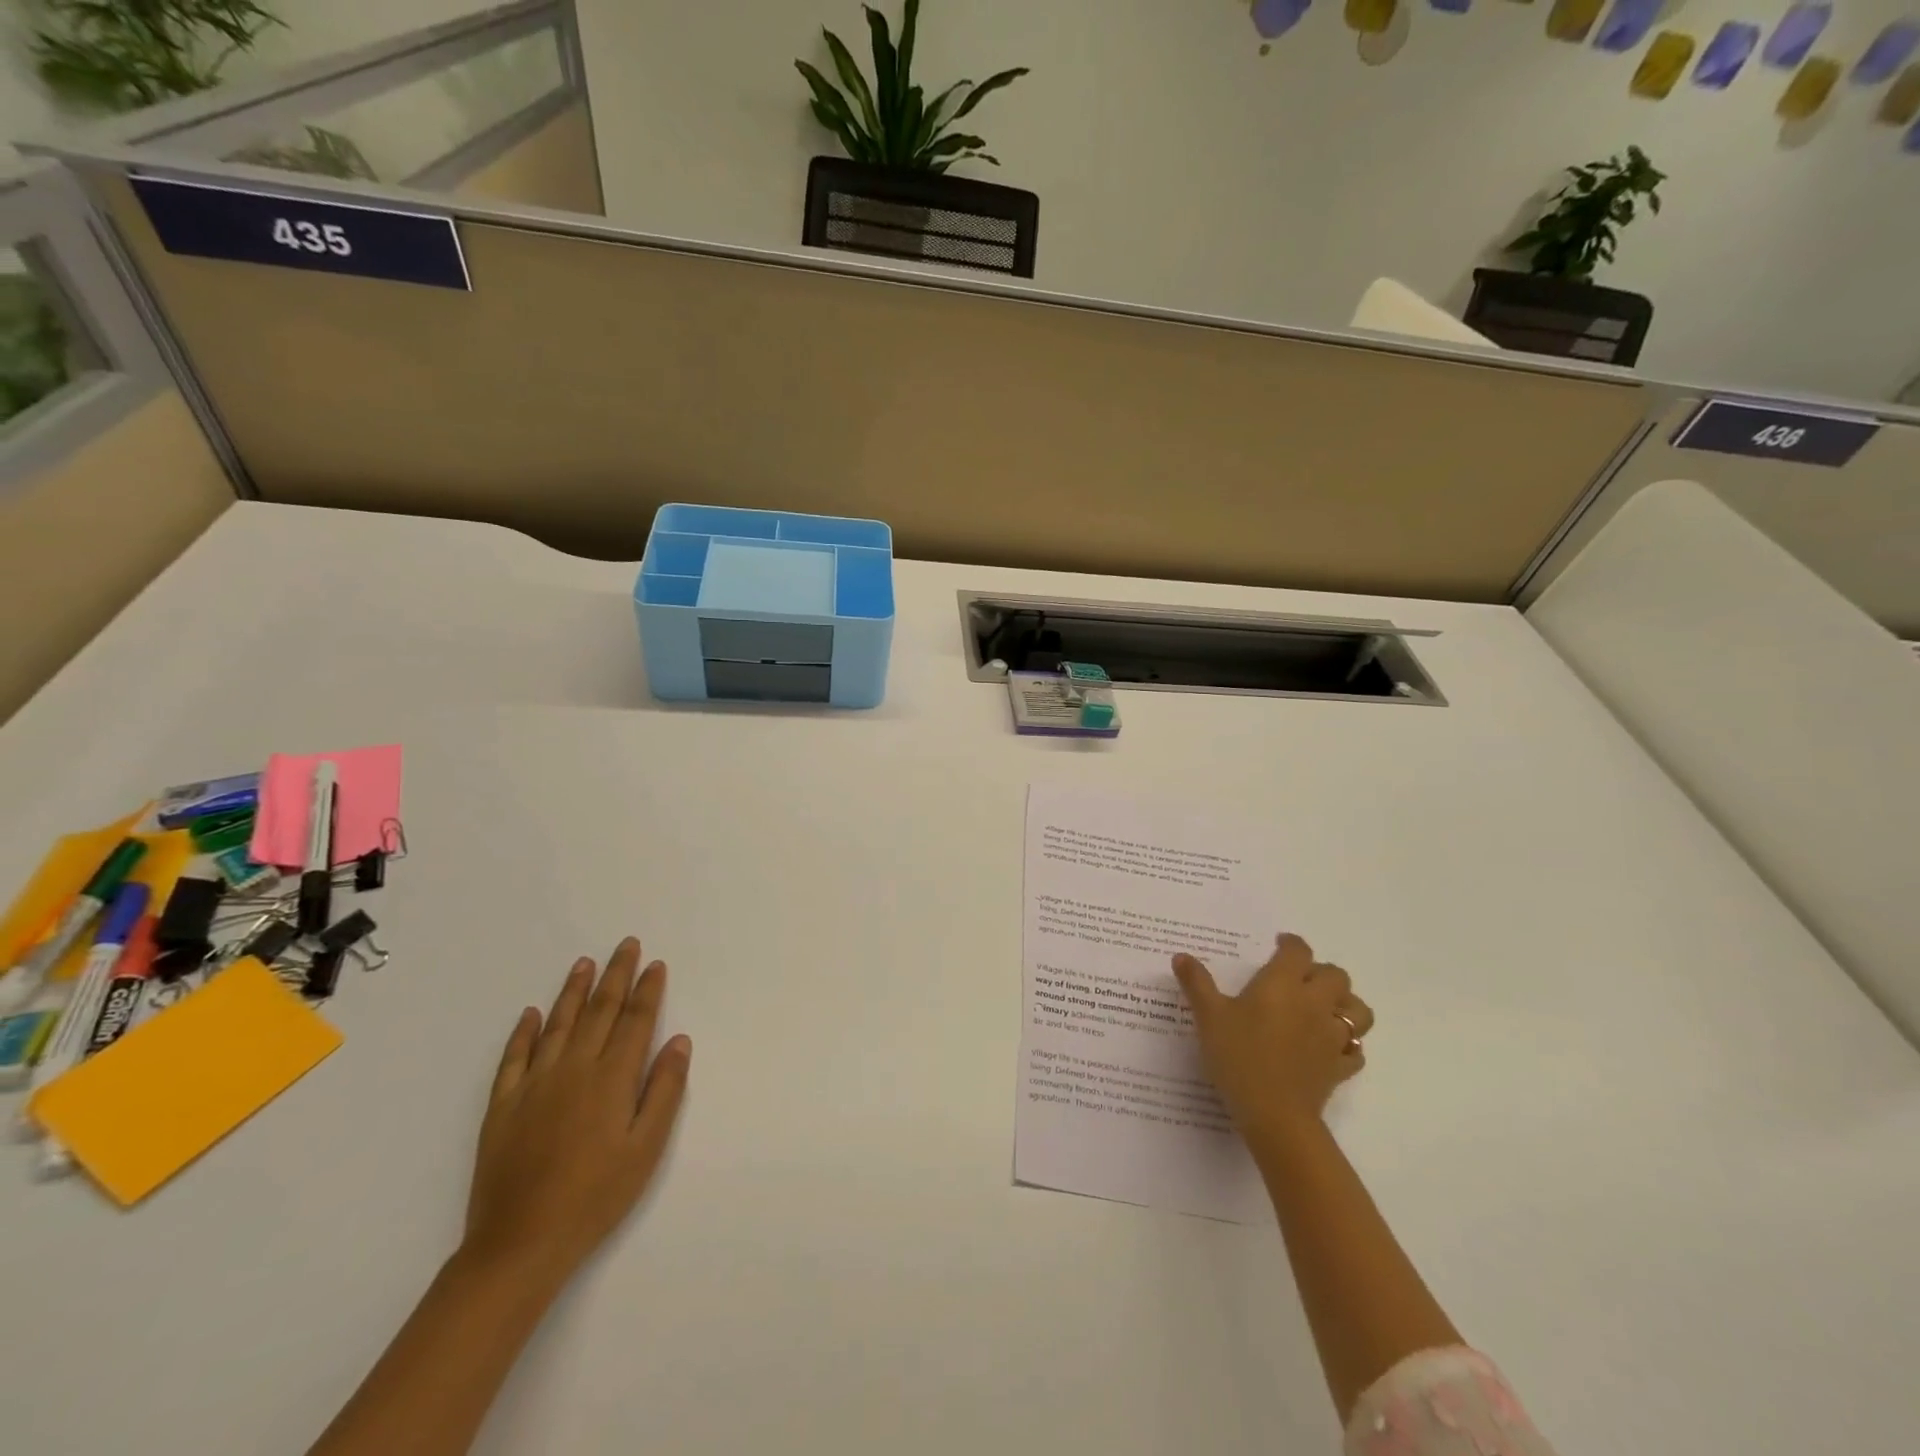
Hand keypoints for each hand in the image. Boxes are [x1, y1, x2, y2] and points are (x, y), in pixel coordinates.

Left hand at [462, 938, 691, 1286]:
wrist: (519, 1244)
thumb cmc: (596, 1197)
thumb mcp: (646, 1149)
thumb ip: (664, 1090)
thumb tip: (679, 1041)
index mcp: (612, 1078)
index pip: (636, 1021)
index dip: (648, 990)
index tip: (655, 964)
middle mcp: (574, 1069)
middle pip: (600, 1011)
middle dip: (616, 975)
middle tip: (626, 944)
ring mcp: (534, 1085)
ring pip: (557, 1024)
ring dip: (573, 991)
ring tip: (585, 963)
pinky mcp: (502, 1106)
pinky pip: (513, 1057)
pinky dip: (523, 1032)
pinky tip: (530, 1013)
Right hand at [1173, 933, 1372, 1138]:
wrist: (1274, 1114)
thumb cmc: (1239, 1056)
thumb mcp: (1208, 1016)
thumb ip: (1197, 983)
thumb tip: (1181, 956)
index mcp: (1283, 984)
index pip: (1298, 951)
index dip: (1291, 944)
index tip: (1279, 945)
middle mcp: (1314, 1003)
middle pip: (1336, 976)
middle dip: (1321, 972)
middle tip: (1299, 979)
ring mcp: (1332, 1037)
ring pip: (1357, 1011)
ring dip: (1345, 1004)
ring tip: (1325, 1009)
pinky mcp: (1340, 1067)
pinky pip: (1355, 1050)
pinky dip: (1347, 1045)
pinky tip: (1330, 1048)